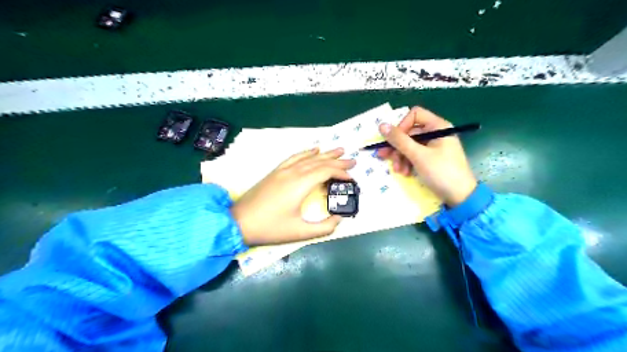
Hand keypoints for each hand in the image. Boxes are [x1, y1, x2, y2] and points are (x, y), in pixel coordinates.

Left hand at [231, 147, 356, 245]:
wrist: (239, 221)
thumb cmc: (270, 228)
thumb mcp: (299, 233)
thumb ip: (324, 227)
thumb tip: (339, 219)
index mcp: (300, 184)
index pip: (326, 171)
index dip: (341, 173)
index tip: (352, 178)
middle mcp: (293, 172)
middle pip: (320, 162)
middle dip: (338, 161)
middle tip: (353, 160)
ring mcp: (283, 170)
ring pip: (308, 157)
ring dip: (325, 153)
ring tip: (338, 150)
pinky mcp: (276, 172)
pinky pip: (294, 157)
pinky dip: (306, 152)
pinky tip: (313, 150)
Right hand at [374, 107, 478, 205]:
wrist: (460, 197)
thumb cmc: (441, 172)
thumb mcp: (418, 155)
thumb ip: (399, 140)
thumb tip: (381, 125)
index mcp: (437, 126)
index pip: (414, 115)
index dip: (401, 126)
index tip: (394, 141)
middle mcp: (435, 133)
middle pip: (409, 132)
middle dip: (397, 147)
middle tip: (384, 157)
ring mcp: (433, 146)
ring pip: (409, 145)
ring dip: (400, 157)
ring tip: (398, 171)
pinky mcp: (431, 158)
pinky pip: (414, 155)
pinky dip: (407, 162)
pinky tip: (405, 173)